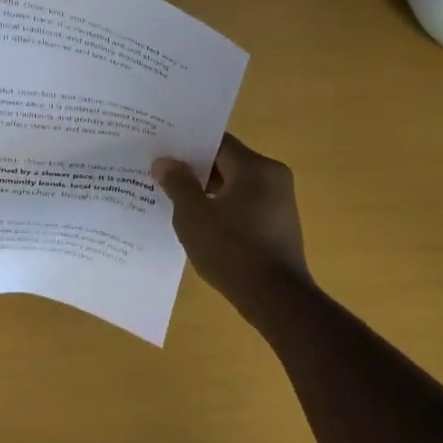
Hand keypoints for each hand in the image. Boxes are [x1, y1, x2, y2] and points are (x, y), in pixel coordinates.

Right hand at [152, 133, 311, 309]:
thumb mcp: (194, 217)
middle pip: (227, 162)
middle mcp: (273, 176)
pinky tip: (201, 223)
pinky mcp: (279, 224)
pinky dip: (224, 208)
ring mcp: (280, 201)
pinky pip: (246, 204)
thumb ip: (178, 184)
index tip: (162, 151)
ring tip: (175, 200)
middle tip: (163, 175)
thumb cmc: (232, 251)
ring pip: (236, 185)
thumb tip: (164, 161)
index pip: (217, 142)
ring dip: (208, 191)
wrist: (277, 299)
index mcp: (255, 167)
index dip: (187, 145)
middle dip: (195, 169)